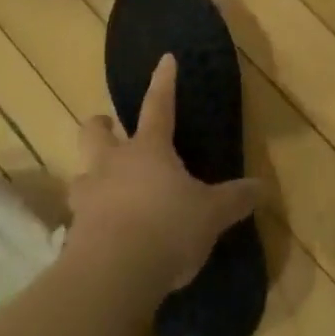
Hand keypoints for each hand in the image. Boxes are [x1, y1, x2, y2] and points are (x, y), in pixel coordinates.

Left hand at [64, 55, 260, 294]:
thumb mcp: (210, 215)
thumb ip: (234, 199)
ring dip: (89, 177)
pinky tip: (100, 237)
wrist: (112, 277)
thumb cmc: (166, 229)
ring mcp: (89, 197)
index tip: (165, 58)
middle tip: (108, 128)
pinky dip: (87, 223)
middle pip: (94, 132)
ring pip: (80, 174)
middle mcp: (114, 164)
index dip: (163, 81)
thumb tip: (262, 187)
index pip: (158, 104)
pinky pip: (77, 219)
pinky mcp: (72, 234)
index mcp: (149, 149)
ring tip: (101, 188)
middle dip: (100, 126)